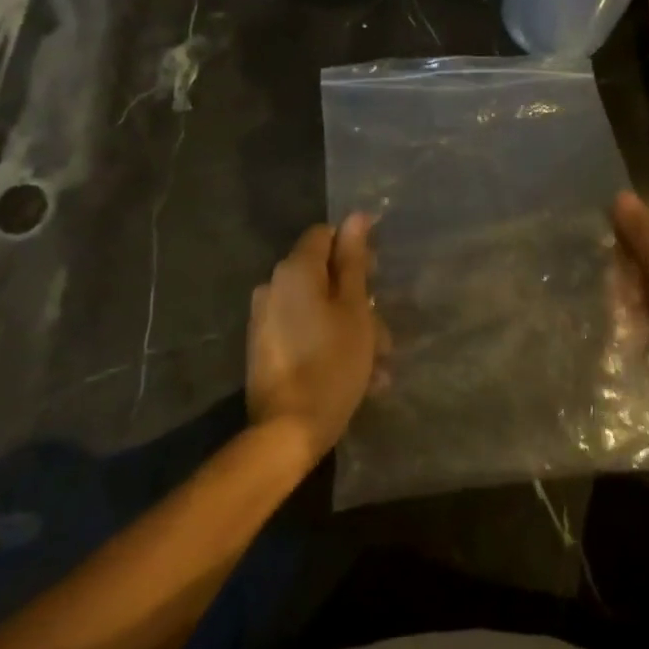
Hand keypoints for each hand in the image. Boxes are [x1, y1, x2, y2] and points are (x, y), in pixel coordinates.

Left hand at [247, 216, 382, 468]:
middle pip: (322, 273)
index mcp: (294, 270)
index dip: (353, 248)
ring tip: (379, 363)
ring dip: (348, 326)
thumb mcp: (354, 309)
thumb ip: (354, 261)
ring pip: (316, 307)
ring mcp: (265, 318)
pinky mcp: (264, 347)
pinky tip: (358, 375)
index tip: (377, 275)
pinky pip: (303, 330)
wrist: (287, 431)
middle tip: (384, 329)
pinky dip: (328, 342)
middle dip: (356, 296)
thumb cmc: (332, 363)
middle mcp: (273, 286)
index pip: (324, 235)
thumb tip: (356, 217)